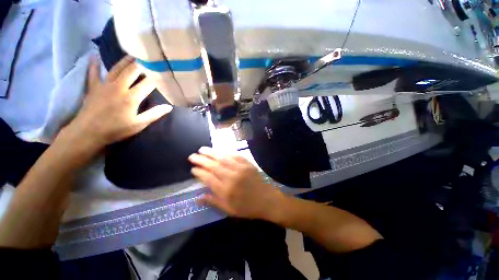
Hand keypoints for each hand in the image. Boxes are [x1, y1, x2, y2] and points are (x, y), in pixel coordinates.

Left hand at [63, 55, 171, 151]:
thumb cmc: (116, 130)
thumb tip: (169, 107)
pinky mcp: (93, 87)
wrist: (88, 133)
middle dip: (142, 64)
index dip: (156, 76)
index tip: (163, 71)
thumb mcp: (139, 124)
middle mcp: (119, 87)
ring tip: (132, 54)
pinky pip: (93, 73)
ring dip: (125, 61)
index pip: (147, 83)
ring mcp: (104, 85)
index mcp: (131, 97)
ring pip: (116, 68)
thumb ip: (154, 114)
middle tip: (149, 57)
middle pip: (132, 71)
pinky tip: (94, 56)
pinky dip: (94, 64)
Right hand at [188, 147, 282, 219]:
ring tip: (202, 149)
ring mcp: (241, 169)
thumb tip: (197, 197)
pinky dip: (226, 152)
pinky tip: (220, 151)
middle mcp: (232, 177)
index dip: (199, 172)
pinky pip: (235, 156)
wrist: (267, 200)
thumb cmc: (247, 207)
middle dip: (201, 160)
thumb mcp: (229, 210)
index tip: (192, 169)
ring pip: (223, 158)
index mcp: (226, 191)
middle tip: (192, 156)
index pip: (208, 178)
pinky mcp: (247, 164)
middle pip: (213, 166)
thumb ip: (213, 202)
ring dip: (211, 153)